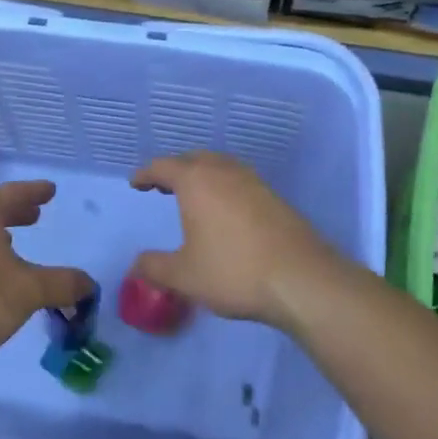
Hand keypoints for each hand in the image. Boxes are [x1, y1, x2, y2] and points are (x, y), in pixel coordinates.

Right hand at [129, 152, 337, 328]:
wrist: (301, 280)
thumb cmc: (233, 272)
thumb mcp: (184, 276)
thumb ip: (154, 267)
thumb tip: (136, 265)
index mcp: (197, 182)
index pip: (163, 166)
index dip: (146, 173)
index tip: (136, 183)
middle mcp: (225, 172)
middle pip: (194, 159)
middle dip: (175, 169)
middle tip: (162, 186)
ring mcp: (254, 182)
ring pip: (221, 166)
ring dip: (203, 175)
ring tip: (193, 196)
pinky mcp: (275, 198)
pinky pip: (240, 181)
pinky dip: (224, 187)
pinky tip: (225, 212)